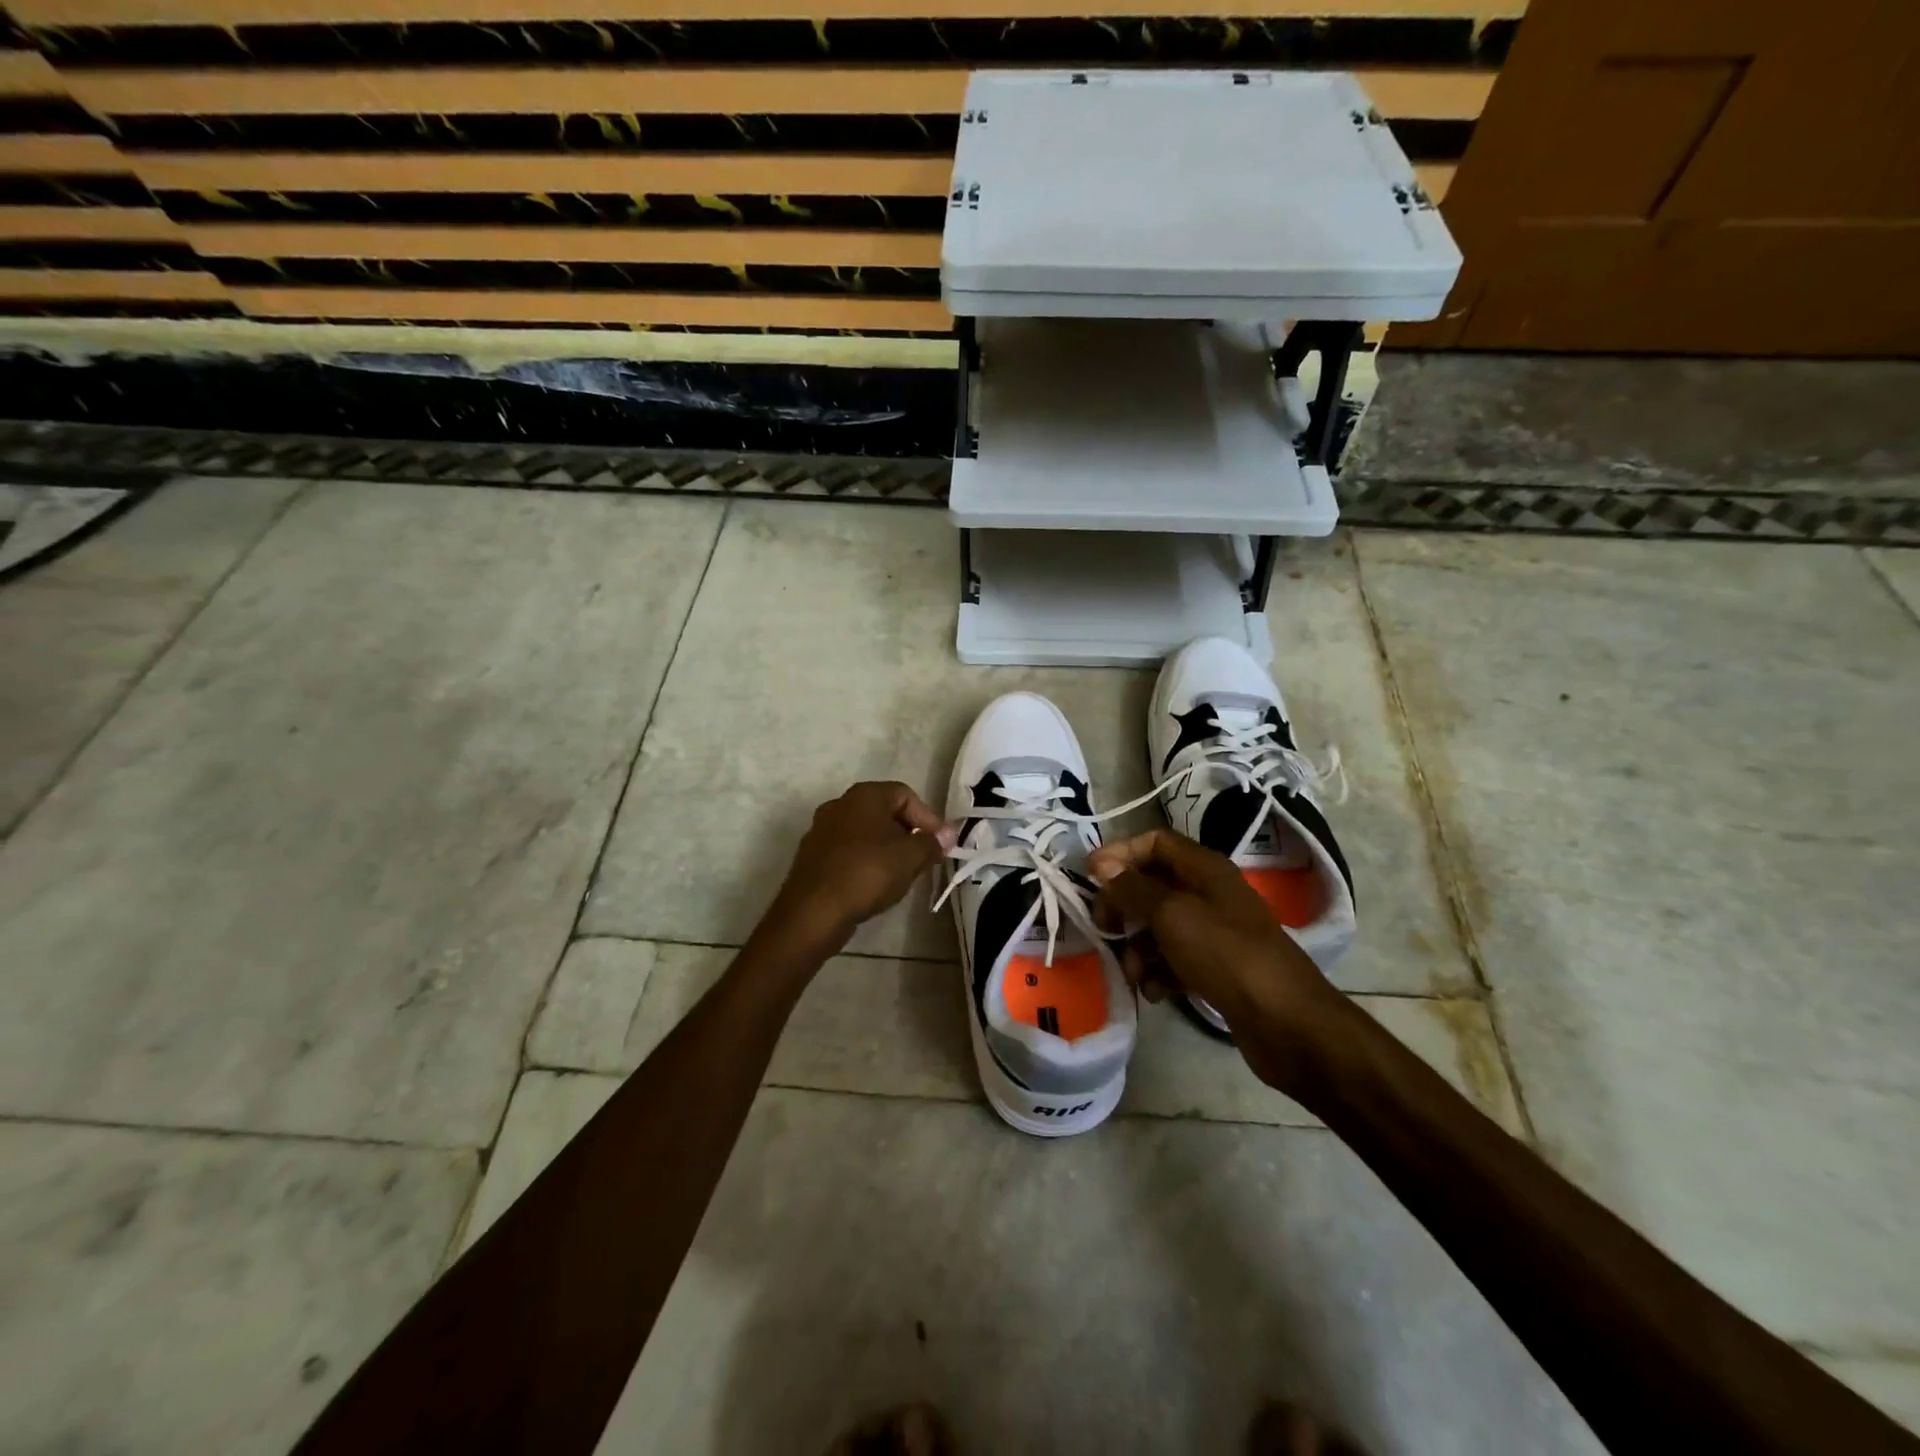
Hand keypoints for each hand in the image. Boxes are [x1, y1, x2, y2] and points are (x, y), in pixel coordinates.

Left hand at [764, 782, 954, 950]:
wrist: (813, 911)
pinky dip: (866, 862)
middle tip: (924, 858)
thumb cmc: (868, 872)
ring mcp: (821, 830)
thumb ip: (932, 842)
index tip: (940, 844)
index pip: (905, 794)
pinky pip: (848, 852)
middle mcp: (840, 804)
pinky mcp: (812, 857)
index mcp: (864, 795)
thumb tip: (947, 835)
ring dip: (887, 849)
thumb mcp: (911, 857)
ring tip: (902, 874)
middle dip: (908, 834)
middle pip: (884, 812)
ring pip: (865, 833)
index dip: (928, 818)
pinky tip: (874, 885)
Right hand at [1088, 829, 1356, 1097]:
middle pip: (1153, 885)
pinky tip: (1155, 993)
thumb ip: (1133, 888)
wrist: (1286, 1022)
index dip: (1121, 853)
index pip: (1155, 842)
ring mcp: (1214, 933)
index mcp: (1205, 869)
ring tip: (1133, 973)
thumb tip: (1102, 866)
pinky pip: (1174, 960)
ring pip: (1159, 927)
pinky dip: (1158, 972)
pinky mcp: (1215, 968)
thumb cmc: (1226, 955)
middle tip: (1104, 928)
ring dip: (1137, 947)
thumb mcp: (1172, 914)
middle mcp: (1209, 894)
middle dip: (1123, 906)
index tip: (1091, 876)